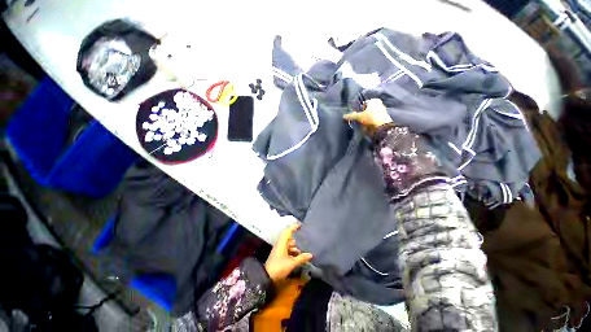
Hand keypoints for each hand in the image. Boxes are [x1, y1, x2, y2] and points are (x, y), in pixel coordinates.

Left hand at [265, 224, 312, 282]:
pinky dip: (292, 251)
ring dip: (295, 247)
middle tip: (305, 241)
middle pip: (289, 238)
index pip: (288, 231)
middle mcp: (280, 244)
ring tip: (302, 251)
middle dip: (297, 239)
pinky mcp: (278, 255)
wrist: (266, 277)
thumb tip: (310, 254)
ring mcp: (279, 250)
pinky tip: (297, 256)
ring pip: (288, 244)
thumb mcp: (291, 263)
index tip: (300, 226)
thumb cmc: (279, 267)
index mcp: (282, 243)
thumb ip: (301, 258)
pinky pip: (286, 250)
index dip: (293, 227)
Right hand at [343, 99, 392, 134]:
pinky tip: (363, 127)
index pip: (363, 103)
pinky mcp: (381, 121)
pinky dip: (367, 124)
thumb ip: (351, 116)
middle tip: (354, 120)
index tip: (353, 114)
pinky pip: (371, 121)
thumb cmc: (370, 118)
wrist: (381, 129)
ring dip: (363, 120)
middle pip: (366, 110)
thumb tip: (343, 116)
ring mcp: (380, 113)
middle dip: (360, 115)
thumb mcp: (358, 117)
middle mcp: (378, 105)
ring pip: (368, 116)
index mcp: (374, 101)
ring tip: (358, 124)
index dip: (357, 109)